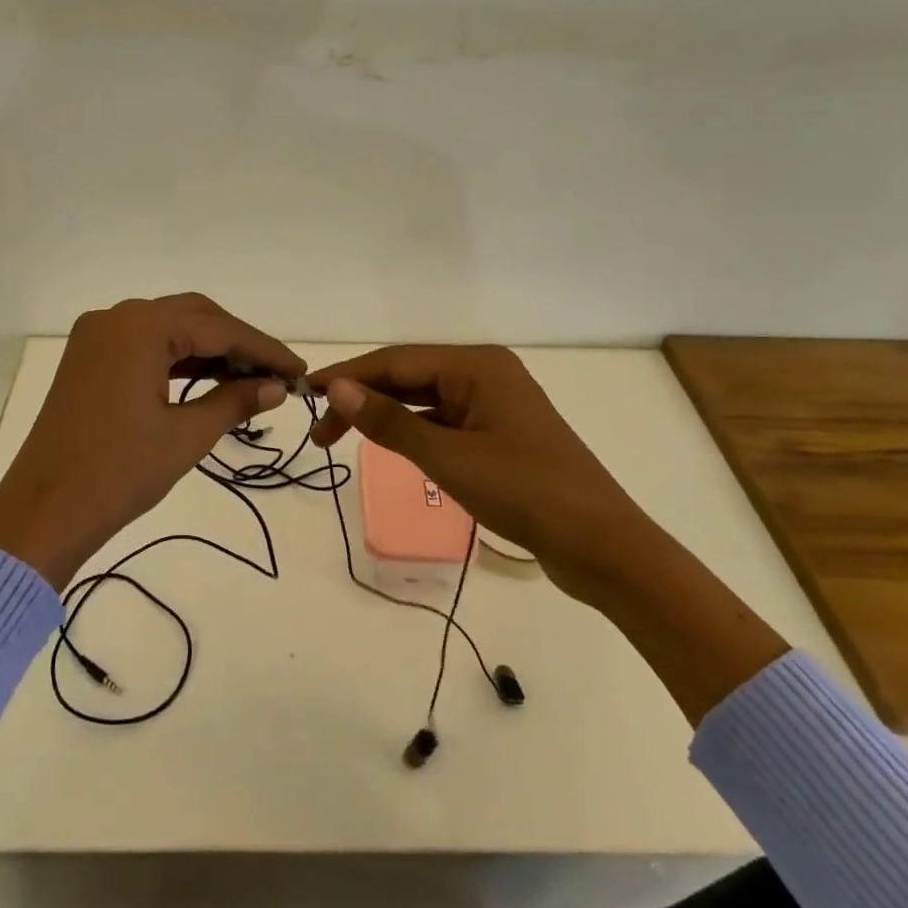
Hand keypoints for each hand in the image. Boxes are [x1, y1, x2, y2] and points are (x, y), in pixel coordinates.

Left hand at [0, 294, 304, 587]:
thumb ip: (234, 401)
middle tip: (276, 376)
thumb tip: (276, 387)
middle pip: (194, 317)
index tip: (300, 371)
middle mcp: (117, 317)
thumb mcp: (186, 436)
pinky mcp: (87, 359)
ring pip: (168, 330)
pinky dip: (177, 360)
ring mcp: (96, 337)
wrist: (42, 514)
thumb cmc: (119, 473)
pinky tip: (205, 381)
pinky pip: (143, 346)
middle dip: (238, 344)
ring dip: (208, 351)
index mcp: (141, 327)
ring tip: (249, 381)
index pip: (219, 329)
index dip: (264, 350)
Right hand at [308, 344, 654, 604]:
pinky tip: (391, 444)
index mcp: (477, 366)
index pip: (396, 361)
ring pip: (425, 399)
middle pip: (409, 376)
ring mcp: (496, 404)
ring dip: (385, 415)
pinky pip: (444, 420)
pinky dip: (413, 430)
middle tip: (320, 431)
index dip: (348, 376)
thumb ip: (390, 421)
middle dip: (363, 397)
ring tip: (343, 437)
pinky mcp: (500, 433)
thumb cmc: (524, 492)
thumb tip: (337, 387)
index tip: (305, 394)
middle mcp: (486, 374)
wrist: (602, 546)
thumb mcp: (448, 456)